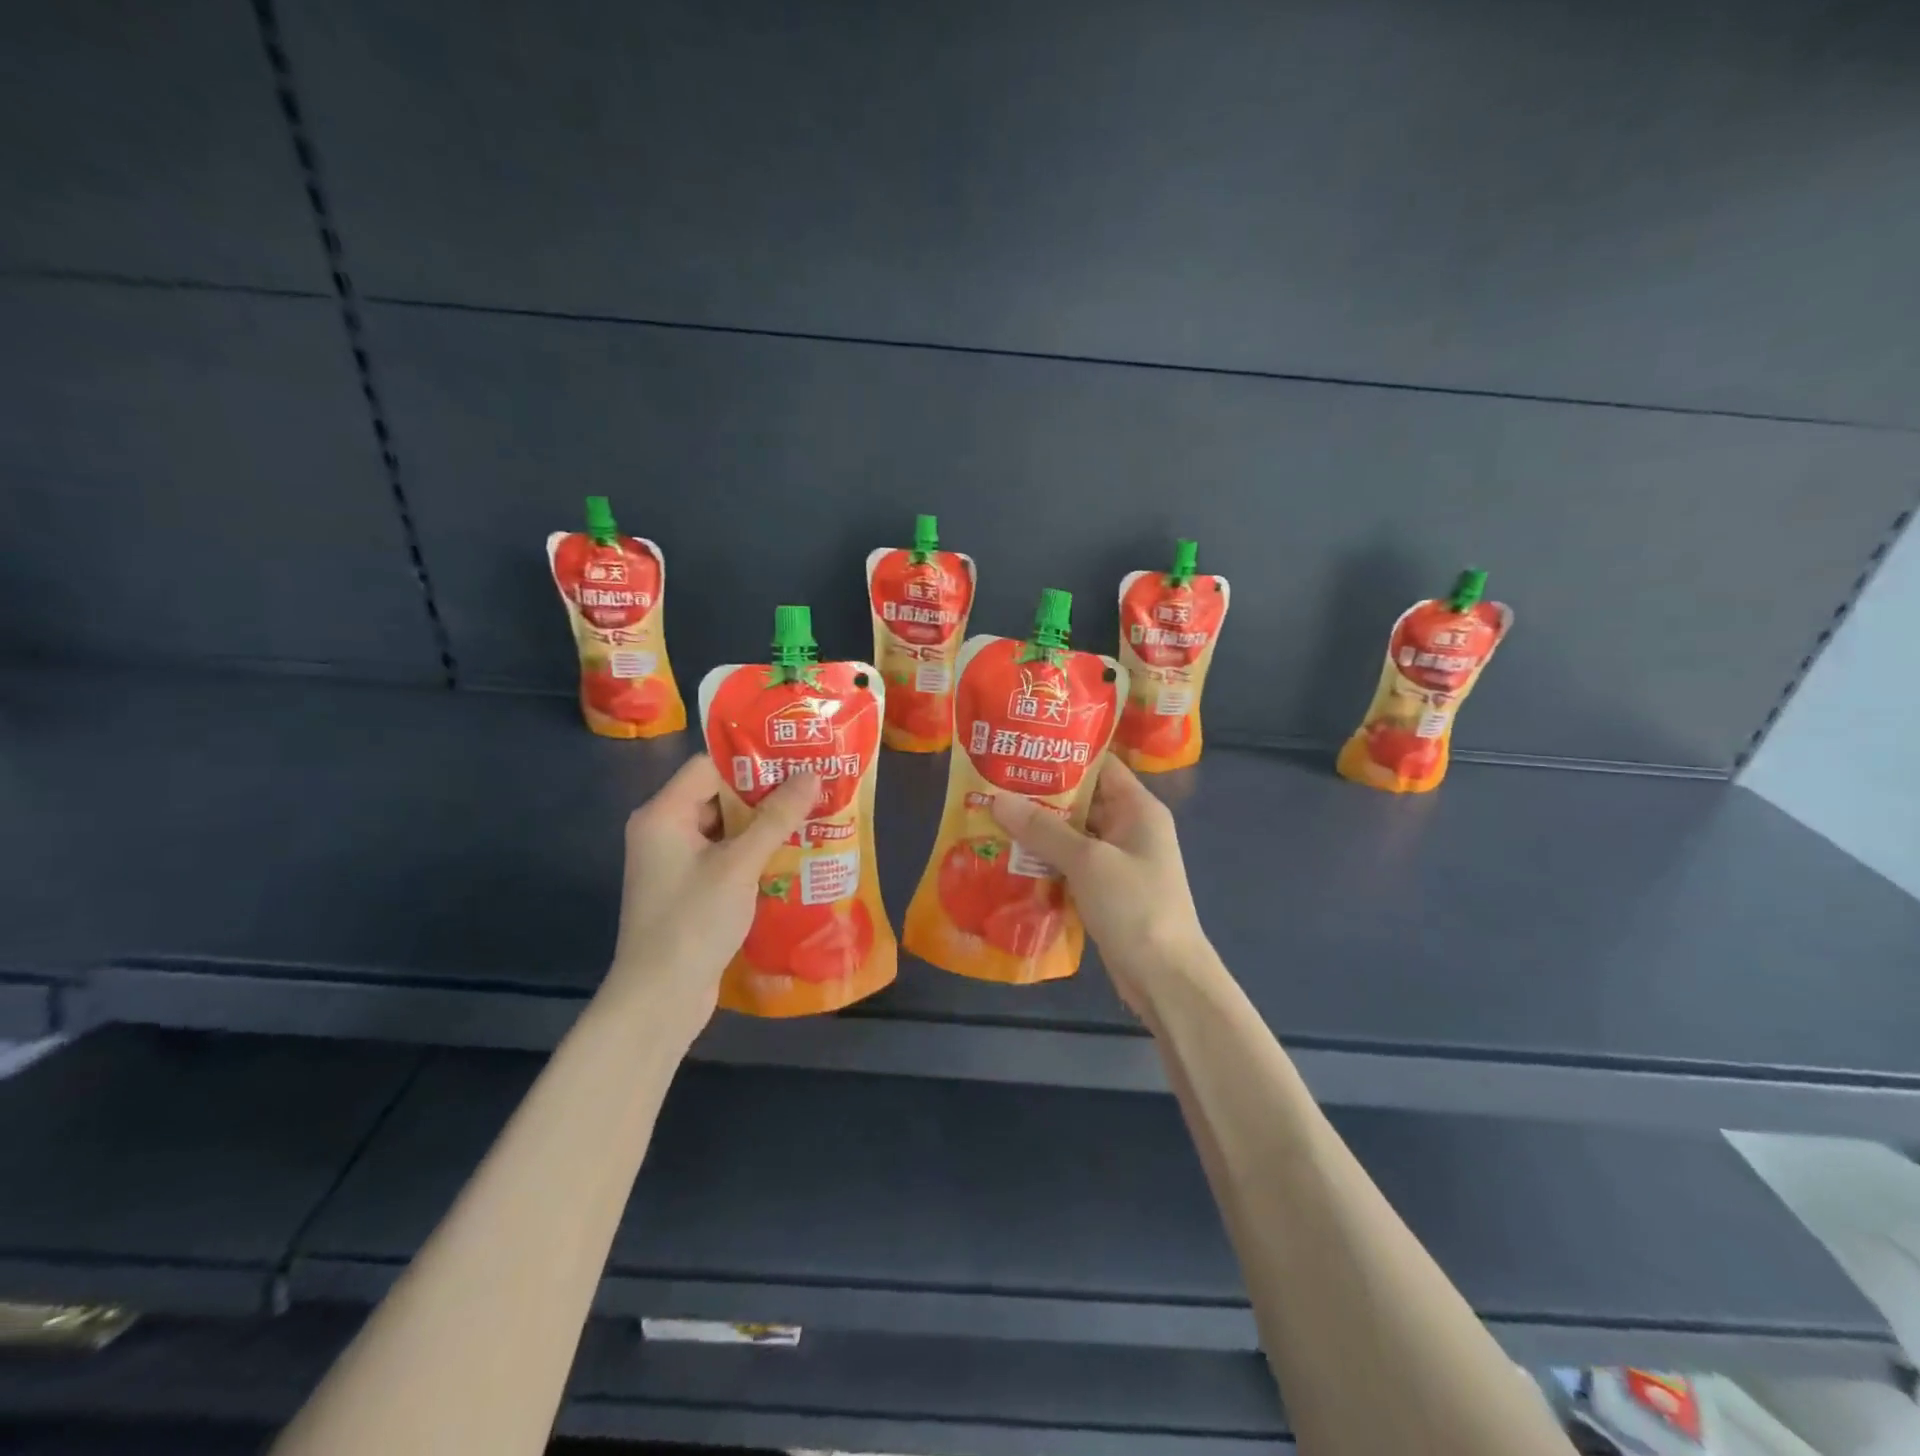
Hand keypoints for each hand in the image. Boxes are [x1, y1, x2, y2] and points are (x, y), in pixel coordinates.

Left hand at [605, 754, 817, 1033]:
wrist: (659, 1000)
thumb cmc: (693, 922)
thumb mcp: (739, 865)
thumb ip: (775, 818)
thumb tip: (811, 775)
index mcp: (663, 814)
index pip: (709, 766)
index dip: (753, 760)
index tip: (797, 757)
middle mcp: (664, 830)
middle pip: (719, 795)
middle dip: (766, 792)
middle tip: (814, 785)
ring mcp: (675, 862)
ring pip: (726, 827)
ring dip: (764, 824)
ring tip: (812, 815)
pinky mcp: (689, 888)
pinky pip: (725, 856)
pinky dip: (754, 853)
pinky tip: (792, 854)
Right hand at [989, 755, 1211, 1009]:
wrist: (1166, 978)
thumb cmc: (1134, 906)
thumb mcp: (1087, 861)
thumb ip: (1042, 829)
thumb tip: (997, 799)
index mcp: (1138, 808)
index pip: (1100, 765)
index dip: (1062, 755)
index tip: (1020, 750)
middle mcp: (1130, 827)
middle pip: (1082, 800)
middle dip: (1040, 795)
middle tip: (993, 785)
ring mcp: (1119, 861)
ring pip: (1073, 835)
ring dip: (1038, 831)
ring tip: (992, 818)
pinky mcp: (1106, 890)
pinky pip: (1072, 865)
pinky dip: (1046, 861)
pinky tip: (1010, 859)